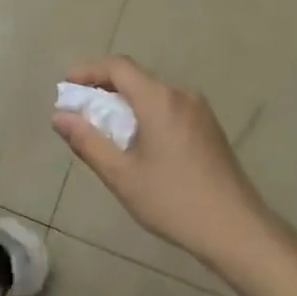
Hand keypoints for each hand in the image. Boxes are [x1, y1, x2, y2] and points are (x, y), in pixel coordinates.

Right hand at [51, 56, 270, 265]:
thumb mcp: (122, 175)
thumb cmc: (173, 201)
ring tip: (106, 131)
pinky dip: (147, 114)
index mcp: (159, 99)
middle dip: (104, 89)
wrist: (236, 228)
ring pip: (154, 94)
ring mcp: (200, 110)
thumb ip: (88, 141)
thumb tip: (60, 116)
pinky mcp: (209, 128)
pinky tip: (140, 144)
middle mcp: (181, 95)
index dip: (89, 71)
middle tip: (81, 113)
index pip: (118, 67)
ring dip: (126, 104)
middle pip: (136, 78)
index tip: (67, 87)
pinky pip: (170, 108)